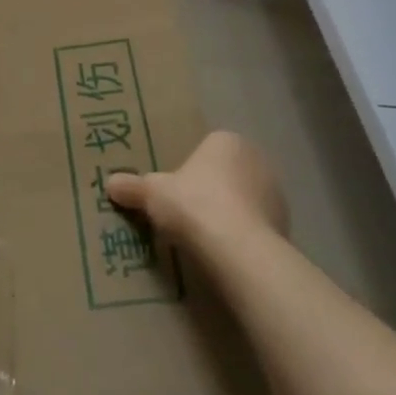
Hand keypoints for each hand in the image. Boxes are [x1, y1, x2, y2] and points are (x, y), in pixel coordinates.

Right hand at [104, 131, 286, 250]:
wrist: (238, 248)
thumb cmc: (194, 205)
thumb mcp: (152, 193)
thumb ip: (133, 187)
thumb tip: (109, 184)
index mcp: (226, 141)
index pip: (206, 149)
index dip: (190, 169)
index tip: (176, 192)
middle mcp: (256, 159)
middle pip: (227, 174)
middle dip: (211, 191)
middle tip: (187, 214)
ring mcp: (275, 193)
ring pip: (245, 200)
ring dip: (230, 214)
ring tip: (205, 239)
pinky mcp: (285, 225)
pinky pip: (257, 226)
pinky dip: (243, 237)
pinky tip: (225, 254)